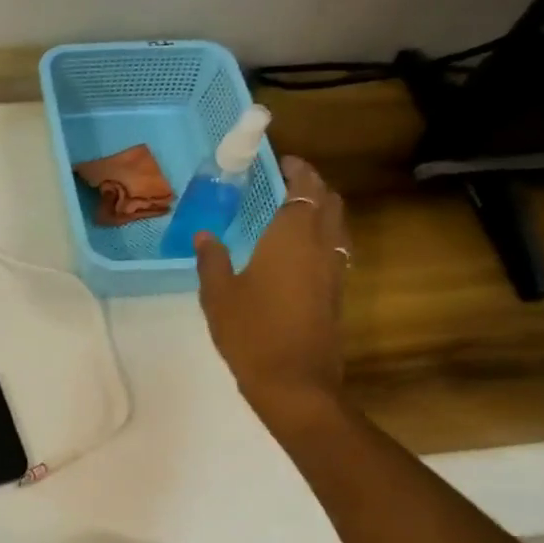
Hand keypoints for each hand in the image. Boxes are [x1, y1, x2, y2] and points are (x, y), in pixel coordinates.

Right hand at [195, 155, 350, 416]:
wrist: (294, 382)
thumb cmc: (251, 333)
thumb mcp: (218, 296)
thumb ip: (212, 260)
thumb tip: (205, 236)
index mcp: (291, 238)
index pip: (304, 189)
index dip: (298, 171)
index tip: (284, 161)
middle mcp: (319, 246)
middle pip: (330, 202)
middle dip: (315, 184)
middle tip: (290, 180)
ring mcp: (333, 271)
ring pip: (338, 225)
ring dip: (324, 209)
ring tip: (298, 209)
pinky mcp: (336, 293)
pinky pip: (336, 248)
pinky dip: (324, 234)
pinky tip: (302, 249)